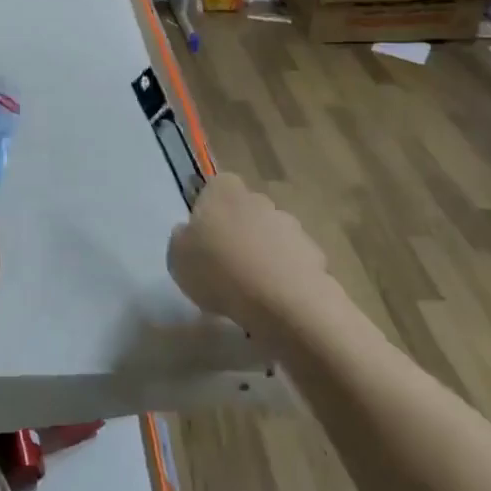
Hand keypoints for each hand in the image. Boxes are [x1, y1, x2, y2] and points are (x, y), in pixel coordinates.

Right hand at [168, 172, 329, 330]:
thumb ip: (182, 239)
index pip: (214, 188)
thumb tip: (190, 234)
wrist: (282, 301)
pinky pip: (291, 262)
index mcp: (224, 190)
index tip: (203, 239)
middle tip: (224, 267)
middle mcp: (259, 199)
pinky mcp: (314, 254)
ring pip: (269, 237)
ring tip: (250, 291)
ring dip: (261, 255)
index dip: (208, 212)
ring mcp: (291, 225)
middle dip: (237, 233)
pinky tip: (274, 302)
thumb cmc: (219, 270)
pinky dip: (283, 276)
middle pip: (244, 212)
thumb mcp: (177, 257)